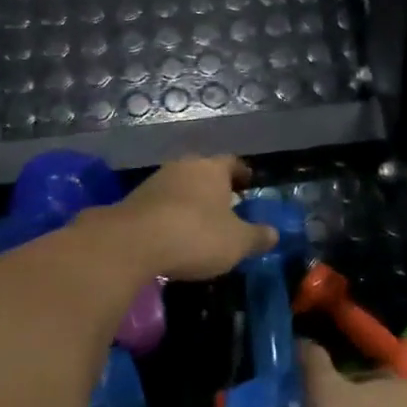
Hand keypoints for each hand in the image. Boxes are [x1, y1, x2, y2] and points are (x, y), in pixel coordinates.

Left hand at [91, 156, 277, 281]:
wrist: (132, 243)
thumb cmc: (196, 235)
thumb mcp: (237, 242)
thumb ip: (257, 236)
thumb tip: (274, 233)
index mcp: (212, 168)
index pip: (233, 163)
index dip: (243, 173)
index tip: (249, 184)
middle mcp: (183, 166)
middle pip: (204, 172)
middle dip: (215, 188)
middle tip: (227, 206)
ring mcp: (155, 181)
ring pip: (181, 187)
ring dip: (190, 202)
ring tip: (200, 222)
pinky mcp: (133, 200)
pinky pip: (161, 205)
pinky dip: (170, 216)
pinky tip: (174, 234)